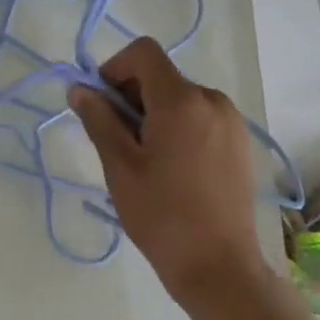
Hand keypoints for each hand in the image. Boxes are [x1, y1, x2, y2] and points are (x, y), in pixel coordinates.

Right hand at [68, 38, 268, 305]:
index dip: (114, 68)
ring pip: (181, 98)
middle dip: (131, 96)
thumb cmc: (162, 216)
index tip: (100, 104)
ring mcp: (232, 121)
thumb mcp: (120, 167)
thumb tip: (79, 89)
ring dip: (154, 113)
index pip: (144, 53)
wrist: (219, 266)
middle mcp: (212, 100)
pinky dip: (178, 127)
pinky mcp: (240, 142)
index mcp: (181, 101)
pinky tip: (171, 168)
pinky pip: (201, 117)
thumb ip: (99, 119)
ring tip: (143, 159)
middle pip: (162, 76)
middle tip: (116, 140)